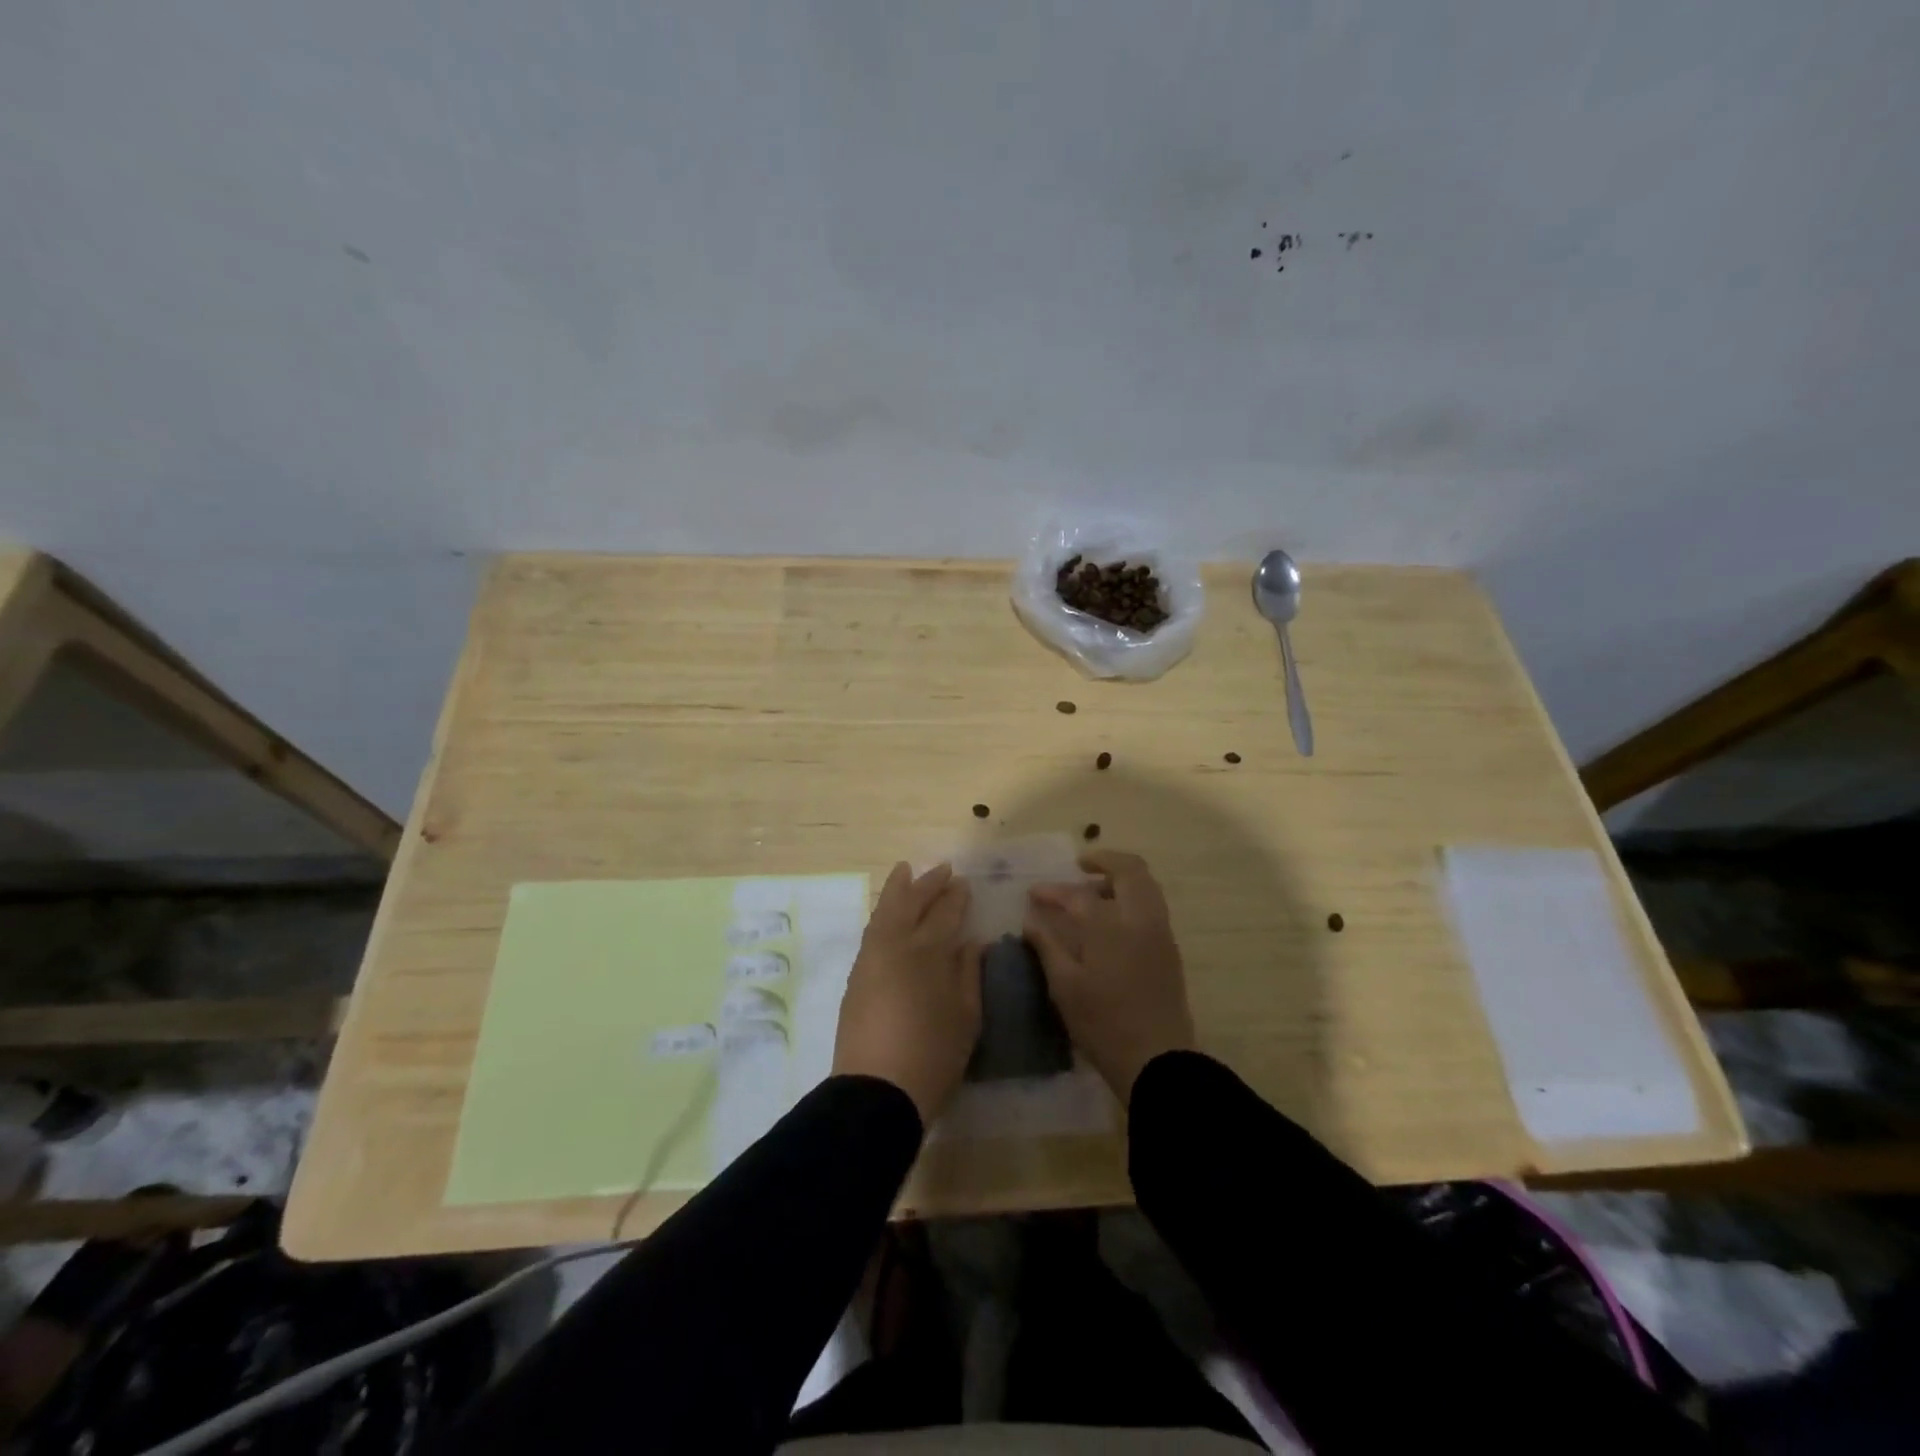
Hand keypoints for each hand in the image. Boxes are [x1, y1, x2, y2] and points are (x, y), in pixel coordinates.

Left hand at [833, 862, 981, 1126]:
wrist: (877, 1090)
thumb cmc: (933, 1055)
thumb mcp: (966, 1016)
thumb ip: (969, 974)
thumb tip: (971, 943)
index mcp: (929, 953)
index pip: (945, 914)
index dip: (955, 897)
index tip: (963, 882)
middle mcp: (897, 946)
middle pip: (910, 903)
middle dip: (927, 884)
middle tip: (941, 868)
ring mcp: (871, 959)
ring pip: (884, 912)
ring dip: (897, 890)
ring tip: (905, 872)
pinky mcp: (857, 976)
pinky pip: (872, 930)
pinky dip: (882, 913)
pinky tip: (888, 913)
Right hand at [1025, 850, 1196, 1103]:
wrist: (1157, 1059)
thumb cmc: (1103, 1024)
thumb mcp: (1064, 987)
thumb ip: (1047, 947)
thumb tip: (1031, 921)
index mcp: (1110, 925)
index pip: (1077, 895)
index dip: (1052, 891)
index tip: (1033, 894)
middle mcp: (1140, 918)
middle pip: (1130, 870)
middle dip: (1104, 860)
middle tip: (1080, 866)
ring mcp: (1160, 932)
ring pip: (1147, 885)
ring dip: (1121, 878)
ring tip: (1095, 890)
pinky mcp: (1170, 948)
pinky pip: (1153, 905)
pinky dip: (1133, 897)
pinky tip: (1113, 918)